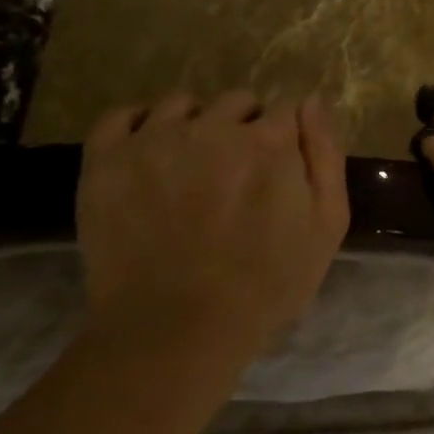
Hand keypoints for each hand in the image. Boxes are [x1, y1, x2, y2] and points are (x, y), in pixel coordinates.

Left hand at [76, 92, 349, 369]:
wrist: (176, 331)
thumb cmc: (267, 283)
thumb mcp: (327, 224)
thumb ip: (325, 155)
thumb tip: (312, 102)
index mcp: (270, 141)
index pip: (286, 108)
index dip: (287, 136)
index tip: (280, 166)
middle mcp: (213, 127)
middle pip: (238, 102)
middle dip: (246, 127)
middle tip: (239, 173)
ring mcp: (155, 141)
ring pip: (183, 104)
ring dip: (196, 124)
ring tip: (192, 164)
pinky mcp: (107, 162)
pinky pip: (120, 117)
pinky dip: (138, 124)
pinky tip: (150, 150)